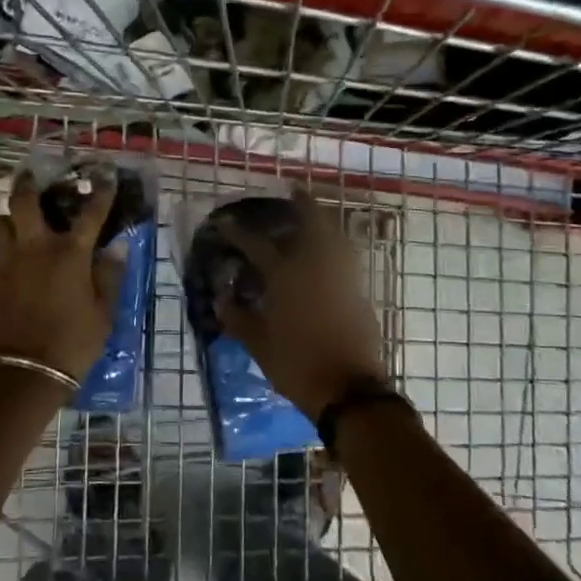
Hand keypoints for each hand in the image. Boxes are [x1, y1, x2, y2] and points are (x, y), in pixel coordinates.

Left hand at [0, 168, 127, 380]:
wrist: (21, 374)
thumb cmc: (72, 344)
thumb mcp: (103, 314)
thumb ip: (109, 277)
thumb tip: (116, 247)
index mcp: (69, 254)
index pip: (90, 213)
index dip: (101, 192)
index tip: (104, 174)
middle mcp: (33, 249)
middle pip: (24, 202)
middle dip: (28, 184)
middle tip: (30, 177)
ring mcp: (3, 263)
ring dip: (8, 219)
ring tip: (14, 223)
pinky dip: (0, 258)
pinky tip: (6, 270)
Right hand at [213, 191, 388, 422]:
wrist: (348, 389)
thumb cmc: (297, 365)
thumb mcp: (258, 344)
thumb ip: (238, 318)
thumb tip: (222, 298)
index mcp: (285, 277)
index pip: (256, 246)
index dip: (237, 233)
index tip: (224, 222)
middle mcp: (315, 268)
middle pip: (312, 224)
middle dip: (303, 204)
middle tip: (295, 190)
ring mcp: (341, 278)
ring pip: (336, 238)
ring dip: (325, 222)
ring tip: (316, 216)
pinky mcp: (358, 293)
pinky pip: (346, 259)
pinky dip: (337, 247)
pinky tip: (329, 253)